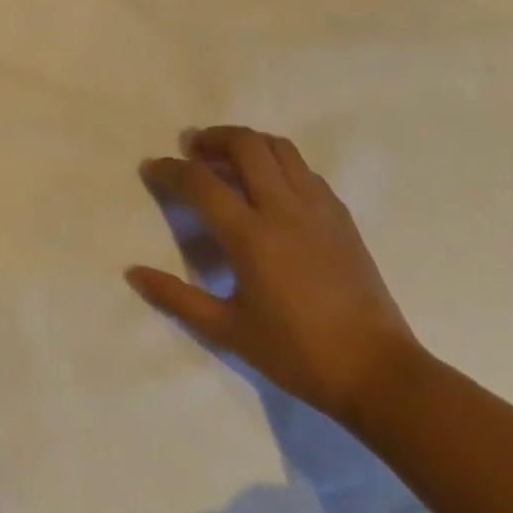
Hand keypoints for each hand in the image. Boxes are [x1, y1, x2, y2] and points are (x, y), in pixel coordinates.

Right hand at [129, 126, 418, 424]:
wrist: (379, 374)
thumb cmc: (297, 353)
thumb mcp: (228, 331)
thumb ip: (177, 298)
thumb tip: (133, 273)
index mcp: (249, 234)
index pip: (199, 180)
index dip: (169, 169)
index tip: (152, 168)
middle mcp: (282, 208)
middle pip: (244, 143)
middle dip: (212, 138)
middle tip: (195, 152)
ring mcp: (317, 208)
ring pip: (279, 147)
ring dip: (248, 144)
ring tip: (231, 162)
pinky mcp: (341, 217)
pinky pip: (304, 170)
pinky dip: (279, 164)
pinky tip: (271, 189)